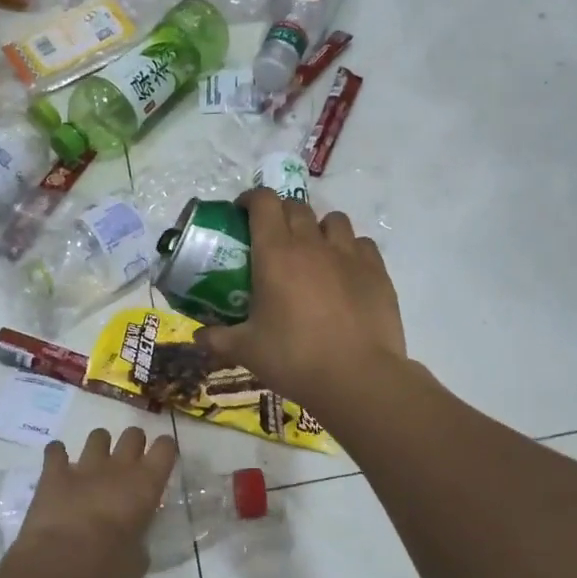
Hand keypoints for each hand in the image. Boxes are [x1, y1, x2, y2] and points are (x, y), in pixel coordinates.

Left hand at [11, 427, 178, 577]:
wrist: (63, 561)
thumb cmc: (109, 565)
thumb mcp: (137, 561)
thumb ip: (138, 545)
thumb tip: (133, 546)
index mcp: (147, 484)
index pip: (166, 448)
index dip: (165, 449)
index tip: (162, 457)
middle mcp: (119, 467)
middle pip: (133, 434)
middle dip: (132, 443)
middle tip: (128, 462)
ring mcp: (85, 466)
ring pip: (97, 436)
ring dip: (98, 446)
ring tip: (94, 462)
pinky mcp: (54, 473)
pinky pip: (55, 450)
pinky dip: (56, 455)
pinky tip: (57, 464)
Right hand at [198, 190, 406, 415]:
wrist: (357, 377)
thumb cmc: (294, 359)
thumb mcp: (247, 351)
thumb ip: (219, 339)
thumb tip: (198, 337)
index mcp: (276, 253)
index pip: (264, 202)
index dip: (251, 199)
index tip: (242, 212)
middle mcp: (313, 244)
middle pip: (296, 207)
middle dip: (281, 214)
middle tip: (272, 238)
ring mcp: (349, 255)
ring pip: (333, 221)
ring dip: (318, 228)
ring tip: (313, 252)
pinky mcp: (377, 271)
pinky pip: (361, 244)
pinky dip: (349, 249)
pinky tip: (344, 272)